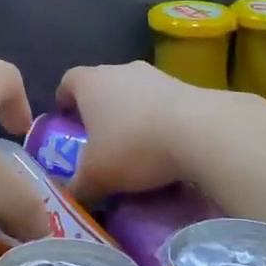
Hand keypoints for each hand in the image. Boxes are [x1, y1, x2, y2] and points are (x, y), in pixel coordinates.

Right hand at [56, 61, 243, 200]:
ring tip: (136, 148)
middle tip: (99, 142)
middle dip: (99, 111)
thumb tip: (70, 196)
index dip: (64, 101)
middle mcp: (119, 69)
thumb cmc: (134, 146)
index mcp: (90, 82)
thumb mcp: (96, 176)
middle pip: (102, 86)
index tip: (67, 122)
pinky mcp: (185, 85)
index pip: (68, 81)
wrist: (200, 131)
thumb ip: (78, 187)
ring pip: (134, 93)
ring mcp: (155, 74)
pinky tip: (166, 148)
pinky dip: (159, 120)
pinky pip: (162, 103)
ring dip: (132, 115)